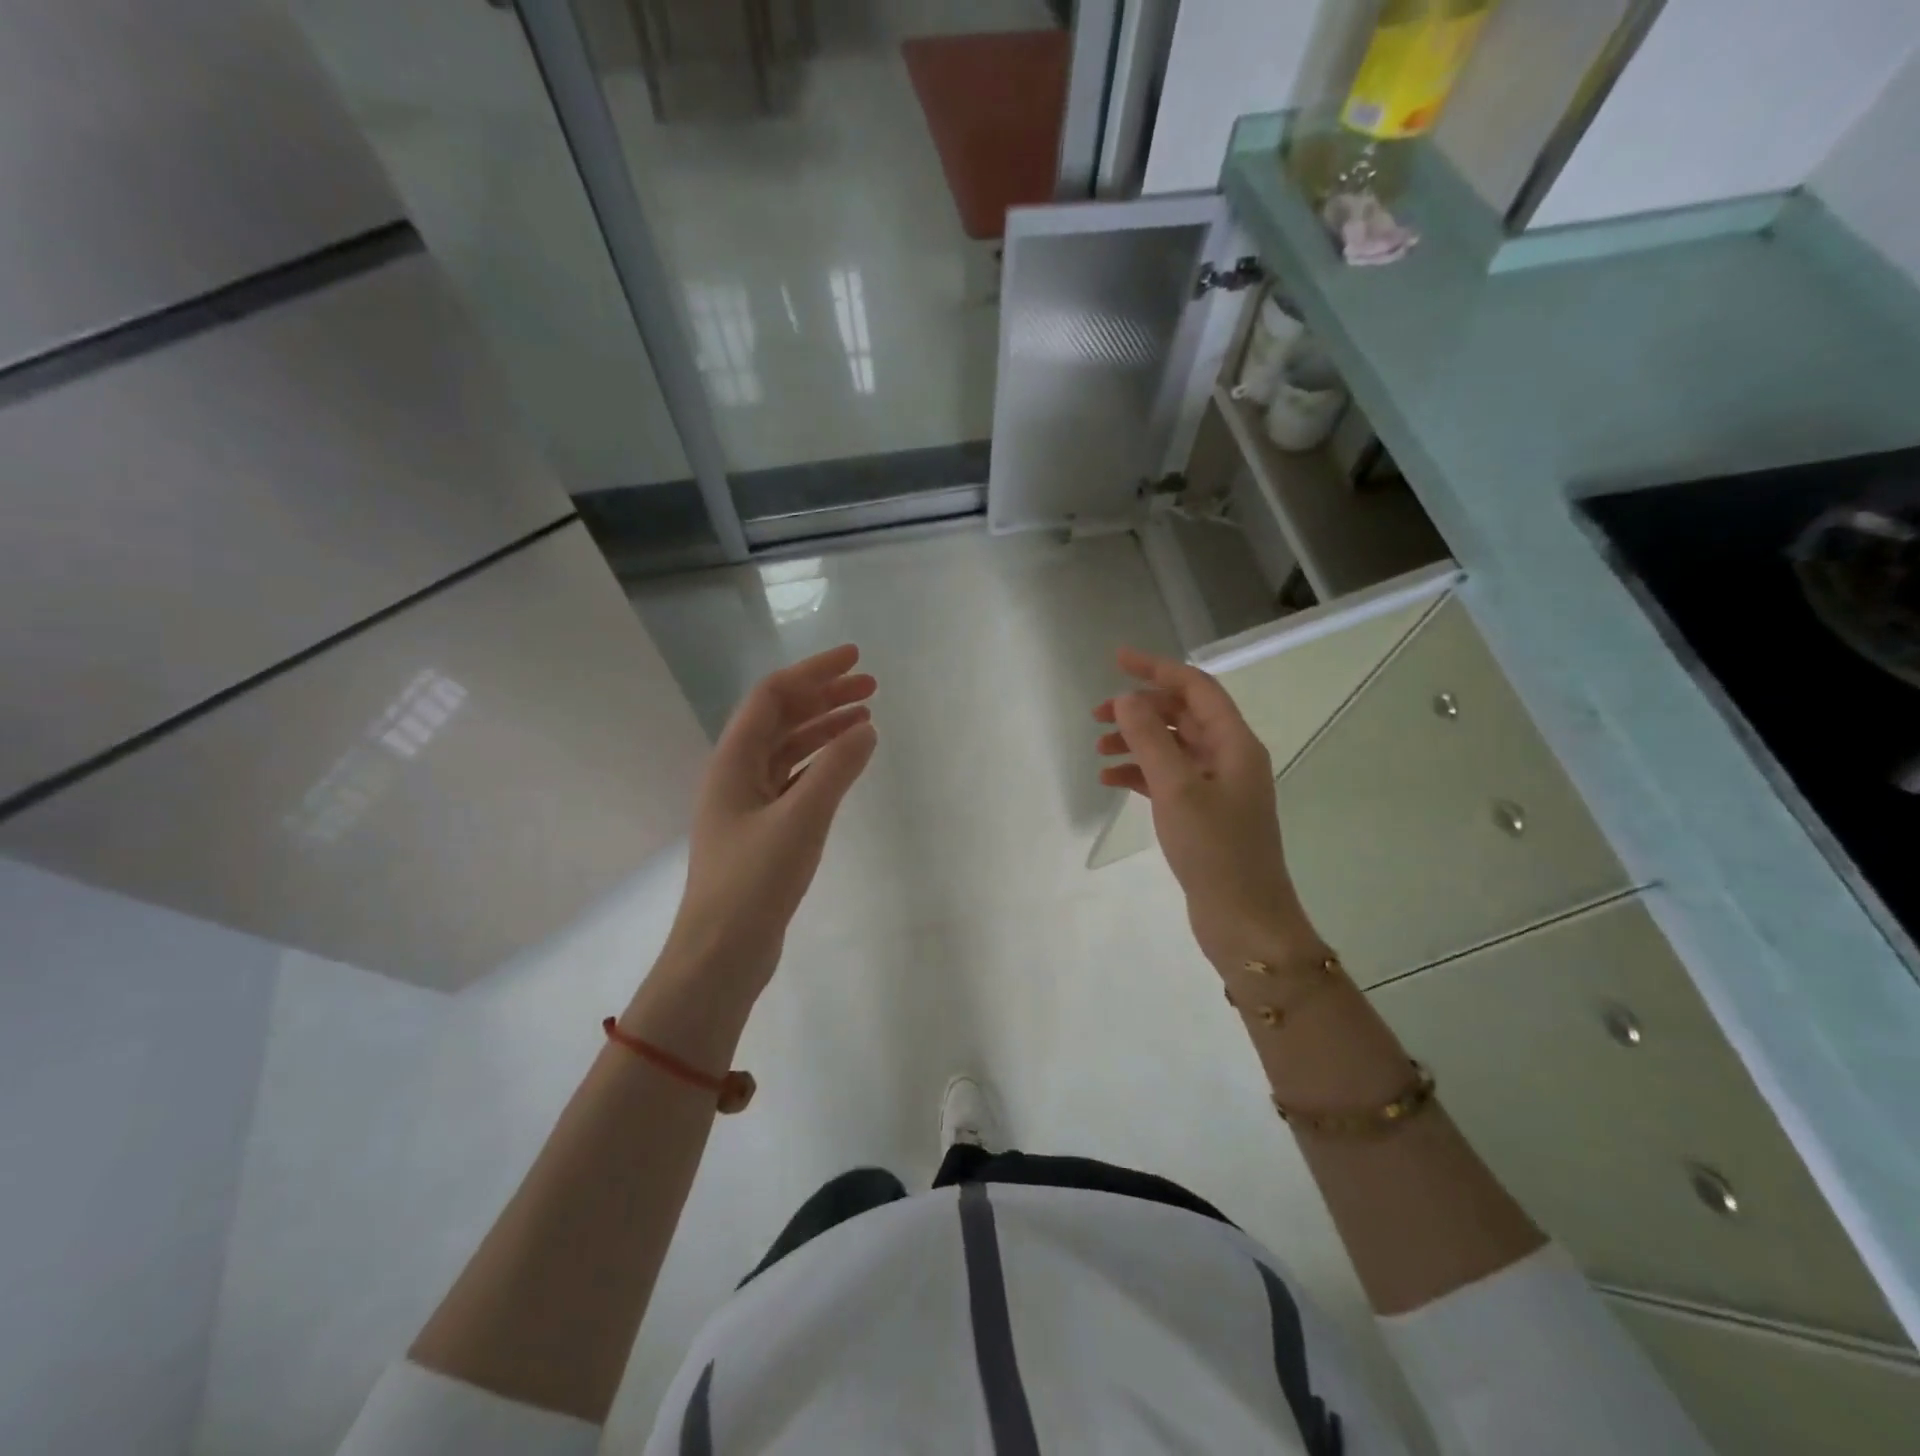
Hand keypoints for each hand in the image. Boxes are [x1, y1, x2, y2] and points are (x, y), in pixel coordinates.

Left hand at [668, 645, 877, 989]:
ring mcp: (748, 803)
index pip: (773, 696)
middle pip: (781, 718)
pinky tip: (847, 765)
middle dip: (824, 696)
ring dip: (825, 729)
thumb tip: (866, 728)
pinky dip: (822, 765)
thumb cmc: (755, 882)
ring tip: (867, 718)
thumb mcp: (801, 819)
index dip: (814, 672)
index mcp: (734, 761)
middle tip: (871, 687)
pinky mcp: (762, 830)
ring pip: (789, 749)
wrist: (721, 954)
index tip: (855, 659)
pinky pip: (795, 780)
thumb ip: (836, 769)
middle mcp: (736, 774)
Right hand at [1094, 648, 1311, 968]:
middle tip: (1096, 715)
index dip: (1157, 669)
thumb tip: (1126, 698)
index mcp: (1234, 743)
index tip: (1117, 659)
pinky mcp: (1203, 813)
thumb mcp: (1177, 788)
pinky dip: (1140, 773)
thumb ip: (1149, 739)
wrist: (1244, 919)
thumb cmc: (1215, 849)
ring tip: (1098, 749)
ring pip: (1171, 747)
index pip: (1195, 688)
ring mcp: (1217, 787)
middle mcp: (1229, 757)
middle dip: (1139, 709)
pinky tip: (1111, 779)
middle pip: (1181, 716)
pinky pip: (1167, 778)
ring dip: (1136, 742)